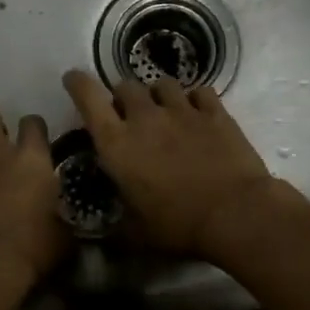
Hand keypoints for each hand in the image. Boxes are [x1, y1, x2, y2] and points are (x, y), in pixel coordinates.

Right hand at [62, 71, 276, 256]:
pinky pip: (199, 91)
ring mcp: (182, 110)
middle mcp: (145, 117)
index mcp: (117, 143)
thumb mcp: (137, 231)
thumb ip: (115, 222)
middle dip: (122, 96)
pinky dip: (194, 99)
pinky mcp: (214, 111)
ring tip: (164, 109)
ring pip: (162, 84)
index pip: (88, 98)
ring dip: (157, 94)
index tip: (72, 78)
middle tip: (128, 114)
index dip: (77, 83)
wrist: (236, 213)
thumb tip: (100, 231)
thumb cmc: (179, 225)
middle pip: (125, 86)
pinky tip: (197, 111)